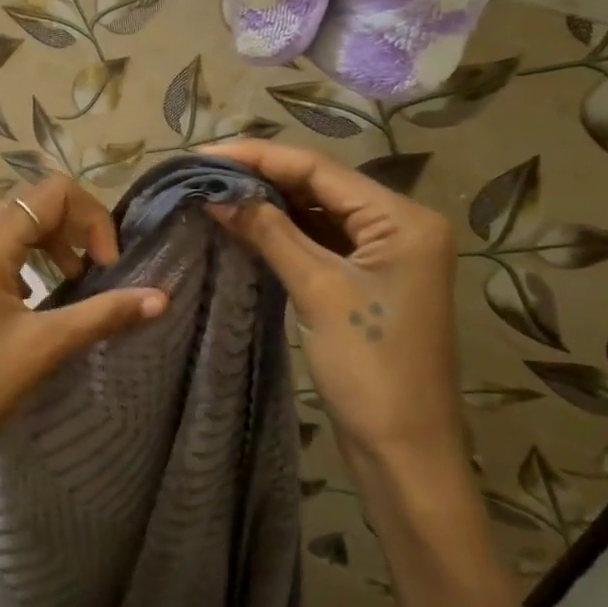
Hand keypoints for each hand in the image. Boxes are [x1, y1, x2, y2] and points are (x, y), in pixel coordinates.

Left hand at [0, 174, 167, 522]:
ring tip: (70, 283)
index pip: (51, 193)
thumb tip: (161, 297)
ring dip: (48, 244)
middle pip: (30, 204)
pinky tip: (35, 302)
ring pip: (10, 227)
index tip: (106, 266)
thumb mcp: (45, 346)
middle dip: (72, 228)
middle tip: (93, 271)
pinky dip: (24, 261)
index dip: (91, 218)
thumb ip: (104, 313)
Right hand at [203, 139, 463, 470]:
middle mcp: (400, 225)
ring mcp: (385, 254)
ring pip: (318, 212)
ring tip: (214, 193)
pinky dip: (283, 233)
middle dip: (261, 177)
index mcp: (403, 219)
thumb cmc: (370, 368)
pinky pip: (320, 241)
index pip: (320, 169)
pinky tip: (245, 225)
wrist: (405, 451)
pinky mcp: (367, 279)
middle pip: (320, 185)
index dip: (258, 158)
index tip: (202, 155)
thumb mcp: (317, 291)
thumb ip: (269, 233)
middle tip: (202, 173)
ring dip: (269, 204)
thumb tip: (216, 195)